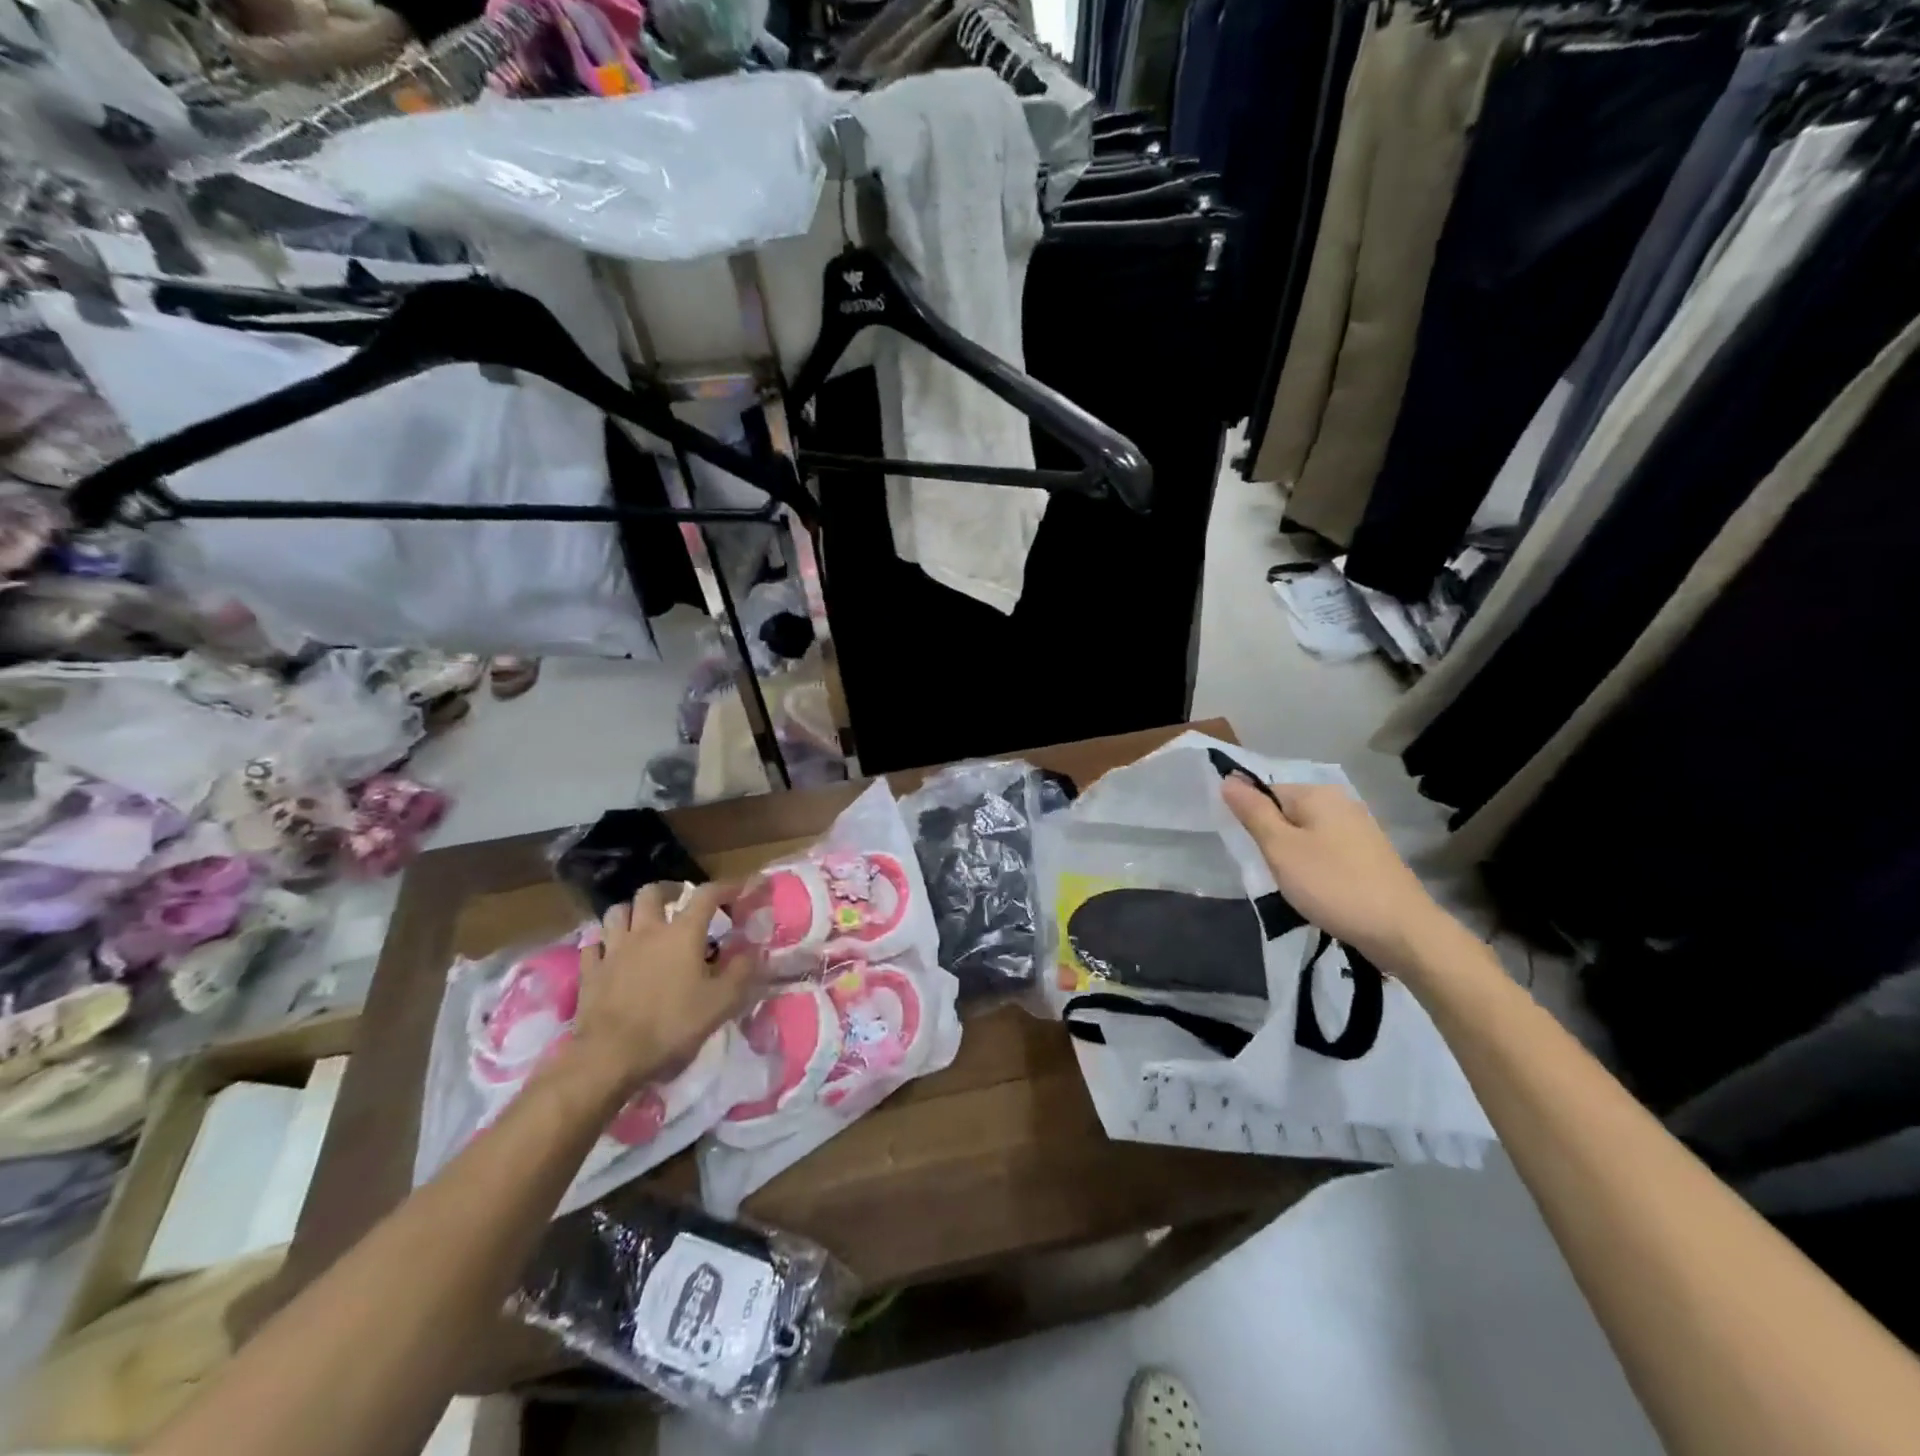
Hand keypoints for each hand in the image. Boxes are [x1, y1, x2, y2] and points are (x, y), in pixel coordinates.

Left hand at [565, 882, 757, 1096]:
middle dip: (668, 891)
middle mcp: (647, 931)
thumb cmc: (672, 1025)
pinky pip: (594, 945)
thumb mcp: (721, 1003)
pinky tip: (610, 953)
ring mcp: (614, 949)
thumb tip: (754, 950)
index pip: (706, 895)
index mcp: (682, 933)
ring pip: (618, 912)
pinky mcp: (590, 971)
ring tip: (643, 923)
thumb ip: (742, 972)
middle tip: (679, 902)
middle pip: (652, 892)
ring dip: (633, 911)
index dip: (725, 887)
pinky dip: (604, 943)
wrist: (610, 1056)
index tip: (738, 890)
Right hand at [1221, 777, 1453, 975]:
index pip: (1267, 793)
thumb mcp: (1280, 848)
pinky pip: (1328, 853)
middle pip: (1288, 814)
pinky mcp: (1371, 856)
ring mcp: (1361, 830)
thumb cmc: (1332, 885)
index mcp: (1318, 794)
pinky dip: (1317, 869)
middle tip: (1273, 872)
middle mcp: (1342, 803)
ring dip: (1295, 858)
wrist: (1402, 931)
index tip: (1254, 852)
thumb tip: (1229, 779)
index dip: (1253, 821)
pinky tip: (1319, 892)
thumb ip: (1253, 812)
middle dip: (1274, 841)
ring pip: (1308, 836)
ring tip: (1296, 887)